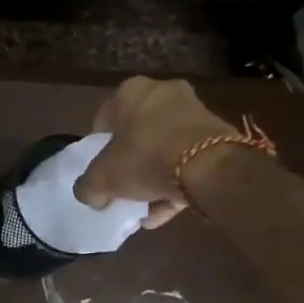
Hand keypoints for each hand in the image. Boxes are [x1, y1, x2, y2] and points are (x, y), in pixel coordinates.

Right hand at [72, 76, 236, 228]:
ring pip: (163, 148)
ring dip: (153, 176)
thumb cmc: (145, 158)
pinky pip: (187, 159)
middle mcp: (162, 92)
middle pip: (136, 133)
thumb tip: (90, 194)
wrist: (209, 166)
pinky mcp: (216, 134)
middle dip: (129, 162)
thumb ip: (87, 186)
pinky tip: (163, 211)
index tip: (100, 170)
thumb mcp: (102, 178)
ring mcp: (193, 111)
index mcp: (130, 91)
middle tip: (122, 185)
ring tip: (144, 207)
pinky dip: (175, 182)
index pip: (104, 119)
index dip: (98, 148)